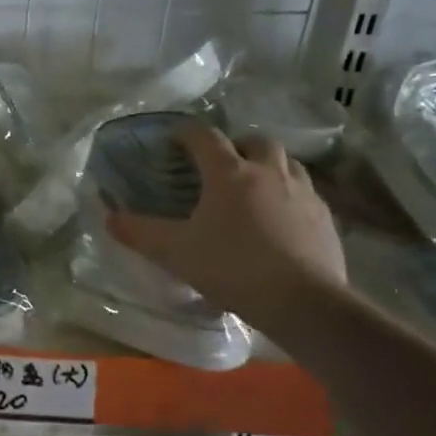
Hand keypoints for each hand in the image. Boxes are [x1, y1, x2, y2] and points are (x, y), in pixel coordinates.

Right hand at [107, 128, 345, 331]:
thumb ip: (140, 232)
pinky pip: (306, 193)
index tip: (175, 139)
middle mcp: (269, 172)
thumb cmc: (232, 267)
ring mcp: (303, 193)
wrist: (303, 301)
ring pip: (287, 163)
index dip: (187, 133)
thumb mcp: (176, 252)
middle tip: (221, 163)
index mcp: (230, 173)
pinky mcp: (325, 218)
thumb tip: (109, 217)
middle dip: (237, 145)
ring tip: (254, 187)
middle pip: (256, 141)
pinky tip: (280, 219)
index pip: (205, 137)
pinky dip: (289, 195)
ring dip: (269, 166)